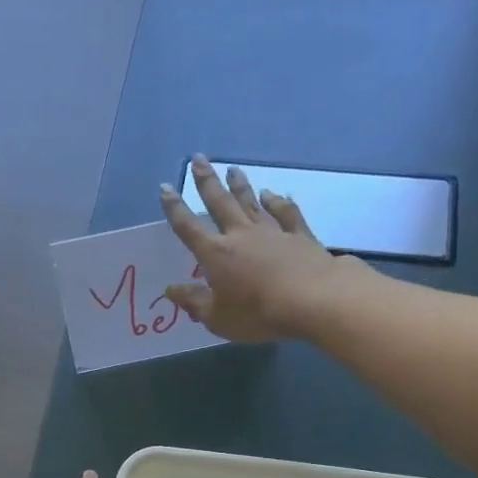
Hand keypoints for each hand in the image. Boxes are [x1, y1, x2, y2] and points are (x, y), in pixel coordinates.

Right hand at [159, 156, 342, 341]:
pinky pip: (286, 214)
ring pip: (251, 202)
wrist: (312, 301)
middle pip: (220, 203)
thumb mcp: (218, 318)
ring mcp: (272, 232)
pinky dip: (278, 202)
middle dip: (207, 182)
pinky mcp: (299, 236)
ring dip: (240, 186)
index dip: (175, 209)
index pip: (189, 228)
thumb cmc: (258, 314)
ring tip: (232, 169)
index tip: (165, 187)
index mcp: (216, 255)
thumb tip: (171, 290)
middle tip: (198, 159)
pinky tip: (273, 194)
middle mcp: (241, 235)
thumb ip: (195, 302)